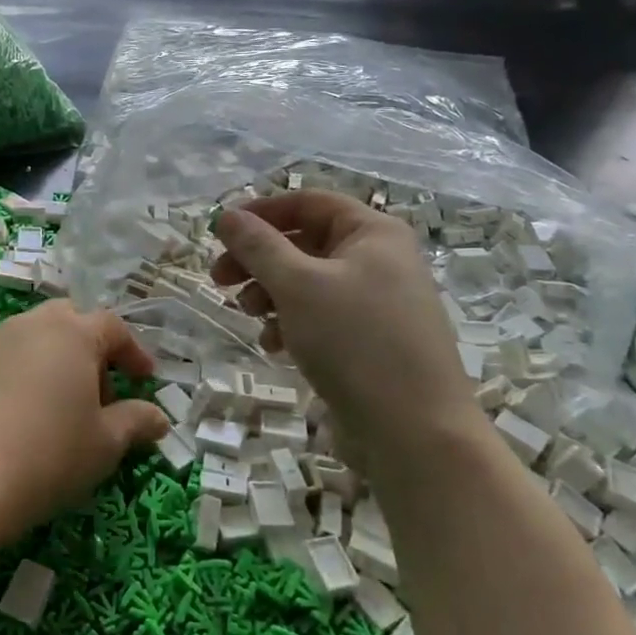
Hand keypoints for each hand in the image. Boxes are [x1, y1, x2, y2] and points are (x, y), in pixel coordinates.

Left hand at [0, 302, 165, 550]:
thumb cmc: (47, 457)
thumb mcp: (104, 445)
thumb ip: (136, 422)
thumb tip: (159, 417)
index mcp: (72, 333)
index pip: (112, 327)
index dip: (133, 352)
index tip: (144, 381)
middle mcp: (31, 325)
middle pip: (70, 321)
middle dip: (91, 349)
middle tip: (100, 392)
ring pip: (34, 337)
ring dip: (56, 360)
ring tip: (62, 408)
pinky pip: (5, 358)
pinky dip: (24, 375)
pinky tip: (22, 417)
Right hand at [211, 194, 480, 466]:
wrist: (416, 432)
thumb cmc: (356, 342)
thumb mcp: (298, 286)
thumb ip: (258, 246)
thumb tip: (225, 215)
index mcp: (372, 232)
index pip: (307, 202)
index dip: (260, 212)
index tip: (220, 232)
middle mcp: (379, 259)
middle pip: (303, 242)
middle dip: (258, 259)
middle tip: (219, 279)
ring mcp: (377, 301)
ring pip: (308, 281)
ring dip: (270, 293)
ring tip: (248, 316)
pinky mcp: (370, 339)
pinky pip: (321, 315)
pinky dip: (291, 322)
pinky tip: (274, 346)